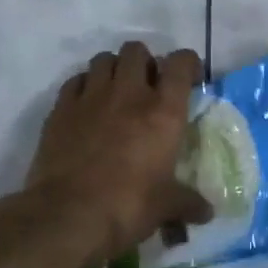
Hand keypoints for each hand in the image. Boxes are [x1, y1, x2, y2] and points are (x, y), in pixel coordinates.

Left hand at [26, 43, 212, 267]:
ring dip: (113, 70)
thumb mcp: (166, 206)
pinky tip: (87, 108)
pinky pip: (74, 81)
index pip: (181, 64)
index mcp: (163, 111)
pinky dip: (84, 87)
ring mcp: (90, 98)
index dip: (188, 64)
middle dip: (145, 62)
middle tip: (148, 88)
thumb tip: (207, 212)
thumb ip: (188, 203)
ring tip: (116, 93)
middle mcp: (128, 93)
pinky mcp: (60, 110)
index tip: (190, 80)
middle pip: (136, 51)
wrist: (68, 216)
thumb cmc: (128, 207)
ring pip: (103, 59)